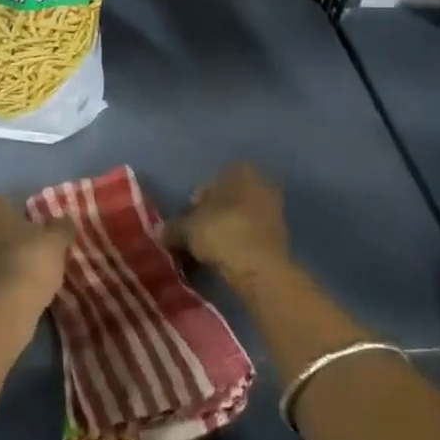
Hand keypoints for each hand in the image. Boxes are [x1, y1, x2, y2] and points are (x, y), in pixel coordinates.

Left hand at [0, 194, 73, 311]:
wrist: (2, 309)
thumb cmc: (29, 260)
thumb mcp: (55, 241)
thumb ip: (61, 227)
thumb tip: (66, 221)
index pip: (7, 202)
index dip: (24, 215)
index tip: (40, 229)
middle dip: (11, 237)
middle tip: (36, 249)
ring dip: (4, 259)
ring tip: (30, 272)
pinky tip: (17, 289)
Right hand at [178, 162, 289, 285]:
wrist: (262, 269)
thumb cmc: (223, 233)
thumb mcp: (189, 229)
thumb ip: (173, 228)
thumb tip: (159, 232)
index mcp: (240, 170)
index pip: (210, 182)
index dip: (195, 201)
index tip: (187, 220)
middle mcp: (261, 183)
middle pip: (227, 198)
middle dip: (212, 214)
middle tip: (196, 234)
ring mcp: (274, 209)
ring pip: (240, 216)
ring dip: (226, 229)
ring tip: (209, 249)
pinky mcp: (281, 235)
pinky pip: (251, 234)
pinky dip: (239, 242)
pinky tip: (226, 257)